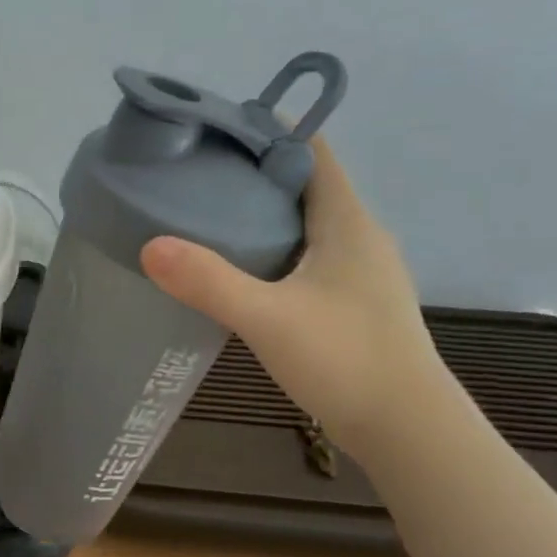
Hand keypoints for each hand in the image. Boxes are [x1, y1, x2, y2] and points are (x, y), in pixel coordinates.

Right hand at [140, 139, 441, 453]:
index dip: (269, 129)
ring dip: (261, 213)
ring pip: (304, 223)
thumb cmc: (346, 359)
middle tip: (194, 173)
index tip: (216, 128)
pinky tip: (238, 270)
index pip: (312, 151)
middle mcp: (358, 236)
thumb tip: (151, 245)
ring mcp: (358, 272)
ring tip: (205, 216)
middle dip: (253, 171)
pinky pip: (305, 256)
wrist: (406, 428)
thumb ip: (210, 281)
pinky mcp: (350, 302)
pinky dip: (271, 249)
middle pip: (304, 184)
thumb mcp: (268, 318)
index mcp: (347, 222)